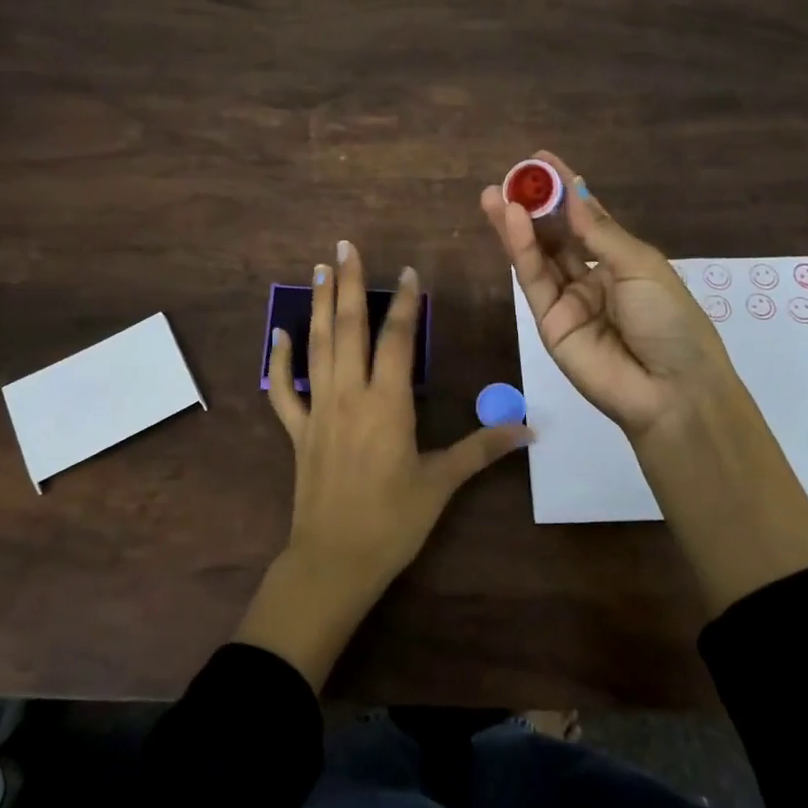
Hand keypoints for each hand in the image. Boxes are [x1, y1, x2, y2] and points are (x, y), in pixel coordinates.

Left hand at [234, 239, 530, 690]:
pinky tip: (277, 334)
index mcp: (387, 402)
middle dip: (349, 284)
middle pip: (349, 328)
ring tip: (319, 271)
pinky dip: (280, 361)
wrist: (334, 560)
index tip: (407, 271)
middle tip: (345, 246)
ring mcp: (318, 410)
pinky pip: (283, 390)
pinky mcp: (297, 432)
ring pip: (317, 347)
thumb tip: (530, 428)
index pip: (398, 339)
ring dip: (318, 306)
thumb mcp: (442, 482)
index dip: (404, 302)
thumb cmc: (393, 520)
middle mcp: (349, 394)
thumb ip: (483, 448)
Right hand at [482, 151, 807, 614]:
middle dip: (534, 205)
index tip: (541, 160)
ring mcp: (568, 300)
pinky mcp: (547, 322)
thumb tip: (573, 192)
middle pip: (556, 234)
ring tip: (495, 193)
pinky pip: (533, 280)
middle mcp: (592, 277)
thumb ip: (599, 232)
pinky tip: (511, 221)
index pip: (586, 218)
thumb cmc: (670, 320)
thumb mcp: (641, 266)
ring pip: (537, 255)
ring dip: (517, 224)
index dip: (564, 189)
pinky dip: (521, 250)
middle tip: (511, 176)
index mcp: (622, 262)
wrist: (669, 389)